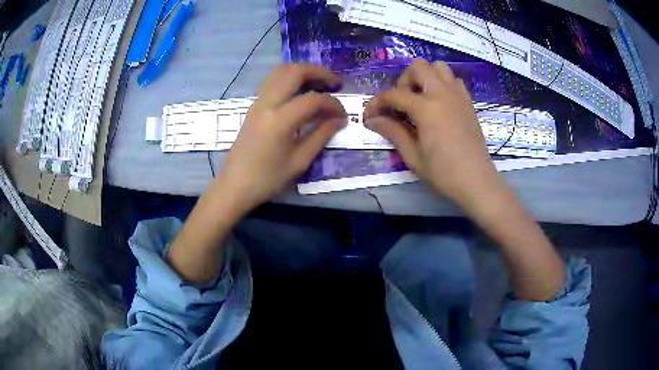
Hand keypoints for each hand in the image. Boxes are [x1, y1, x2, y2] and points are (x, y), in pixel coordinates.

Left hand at [214, 64, 346, 216]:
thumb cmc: (267, 179)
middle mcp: (267, 103)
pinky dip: (290, 79)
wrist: (234, 186)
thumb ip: (321, 135)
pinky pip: (272, 81)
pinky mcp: (253, 106)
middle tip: (335, 84)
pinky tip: (300, 92)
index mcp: (280, 119)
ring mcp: (258, 102)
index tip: (343, 115)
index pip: (313, 99)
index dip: (333, 104)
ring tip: (319, 84)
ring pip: (280, 71)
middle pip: (294, 71)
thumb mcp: (299, 161)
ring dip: (302, 72)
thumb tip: (339, 120)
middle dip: (319, 73)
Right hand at [363, 59, 504, 215]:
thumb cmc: (443, 173)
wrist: (477, 182)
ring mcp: (458, 96)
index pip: (394, 94)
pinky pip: (453, 80)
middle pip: (418, 67)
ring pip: (438, 68)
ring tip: (420, 99)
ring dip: (424, 77)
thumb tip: (372, 119)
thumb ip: (392, 132)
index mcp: (427, 108)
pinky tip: (438, 104)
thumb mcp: (413, 156)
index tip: (370, 115)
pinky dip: (442, 84)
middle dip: (403, 81)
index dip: (377, 103)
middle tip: (401, 103)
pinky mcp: (468, 102)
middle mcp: (442, 94)